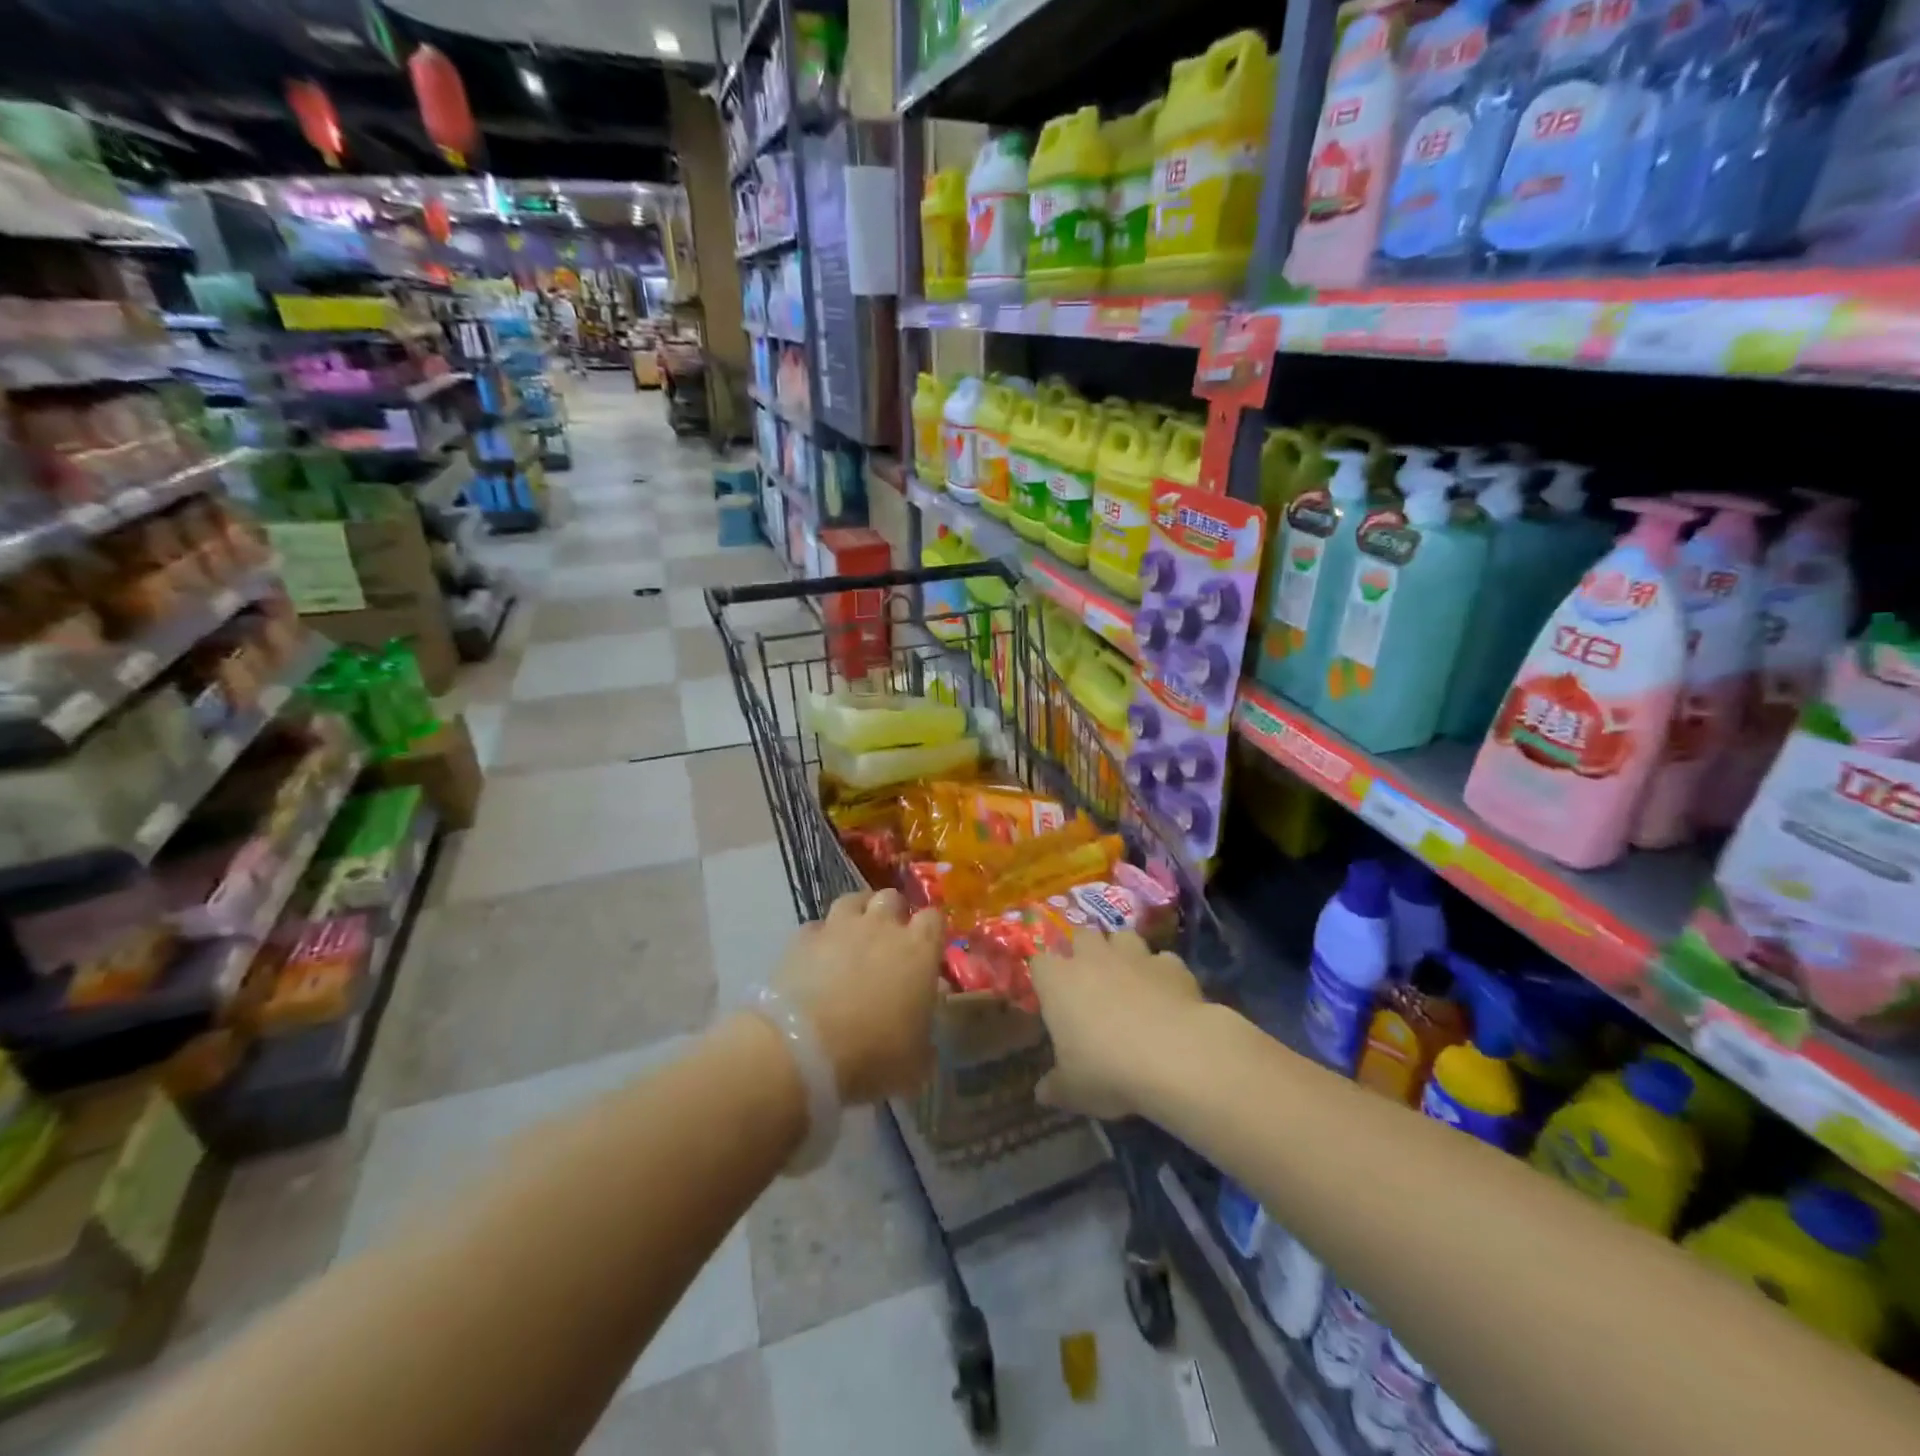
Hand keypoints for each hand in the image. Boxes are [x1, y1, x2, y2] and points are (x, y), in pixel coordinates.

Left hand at [773, 890, 943, 1102]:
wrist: (803, 1048)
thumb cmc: (873, 1054)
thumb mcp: (916, 1062)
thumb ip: (925, 1040)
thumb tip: (925, 1035)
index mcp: (919, 949)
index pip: (934, 918)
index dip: (931, 932)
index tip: (928, 950)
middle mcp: (881, 926)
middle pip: (892, 897)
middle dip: (893, 913)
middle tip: (889, 941)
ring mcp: (839, 927)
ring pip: (853, 900)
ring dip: (858, 914)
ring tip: (854, 938)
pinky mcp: (802, 938)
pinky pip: (817, 927)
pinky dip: (821, 938)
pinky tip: (818, 958)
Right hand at [1031, 931, 1204, 1119]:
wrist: (1174, 1056)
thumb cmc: (1108, 1069)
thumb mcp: (1073, 1090)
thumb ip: (1055, 1086)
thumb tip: (1042, 1093)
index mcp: (1058, 981)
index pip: (1039, 963)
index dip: (1045, 977)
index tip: (1050, 996)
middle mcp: (1092, 958)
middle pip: (1081, 937)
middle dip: (1084, 953)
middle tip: (1089, 982)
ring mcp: (1134, 956)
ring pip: (1122, 937)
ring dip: (1122, 952)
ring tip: (1128, 979)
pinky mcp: (1171, 964)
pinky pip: (1162, 961)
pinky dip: (1161, 973)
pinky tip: (1167, 995)